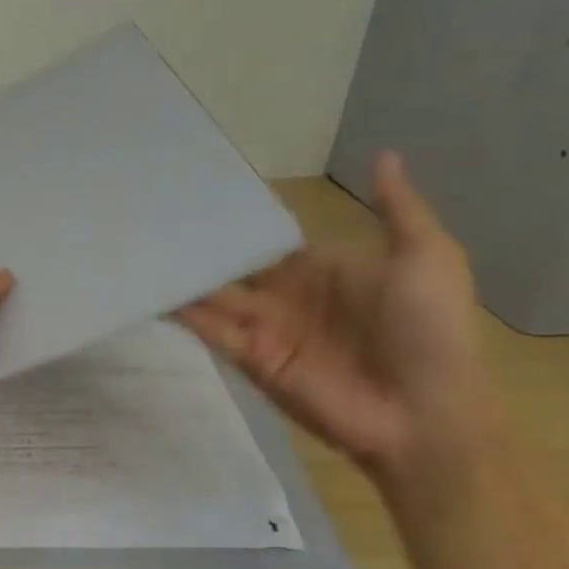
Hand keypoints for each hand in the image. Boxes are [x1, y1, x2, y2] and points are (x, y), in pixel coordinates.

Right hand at [174, 151, 497, 483]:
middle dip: (200, 248)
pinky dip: (181, 313)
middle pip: (232, 266)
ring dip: (183, 278)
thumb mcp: (427, 258)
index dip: (237, 221)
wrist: (425, 414)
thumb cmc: (430, 331)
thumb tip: (384, 154)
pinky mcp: (249, 358)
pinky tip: (149, 290)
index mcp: (321, 269)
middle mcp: (286, 295)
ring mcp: (265, 328)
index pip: (267, 240)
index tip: (195, 193)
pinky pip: (210, 330)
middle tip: (152, 219)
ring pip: (213, 295)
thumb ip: (397, 209)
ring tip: (138, 249)